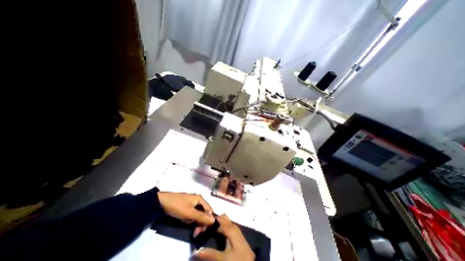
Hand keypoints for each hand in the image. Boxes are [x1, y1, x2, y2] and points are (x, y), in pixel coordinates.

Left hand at [156, 192, 213, 234]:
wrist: (161, 202)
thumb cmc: (177, 206)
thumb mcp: (190, 213)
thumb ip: (202, 217)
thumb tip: (214, 220)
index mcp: (200, 198)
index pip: (209, 210)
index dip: (208, 220)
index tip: (203, 230)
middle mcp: (197, 199)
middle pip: (203, 212)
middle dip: (201, 222)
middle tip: (195, 233)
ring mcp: (191, 202)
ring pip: (197, 214)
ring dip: (195, 222)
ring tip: (188, 226)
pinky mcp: (186, 206)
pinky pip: (191, 214)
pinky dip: (189, 219)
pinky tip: (185, 221)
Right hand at [194, 214, 255, 260]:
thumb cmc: (238, 259)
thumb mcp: (224, 259)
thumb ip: (210, 254)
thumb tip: (195, 251)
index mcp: (229, 228)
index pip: (215, 221)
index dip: (206, 224)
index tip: (198, 230)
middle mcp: (232, 225)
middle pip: (220, 217)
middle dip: (211, 221)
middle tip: (202, 230)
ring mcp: (234, 228)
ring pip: (223, 220)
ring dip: (215, 223)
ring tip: (207, 231)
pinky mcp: (235, 232)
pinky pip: (226, 224)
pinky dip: (219, 226)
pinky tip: (215, 233)